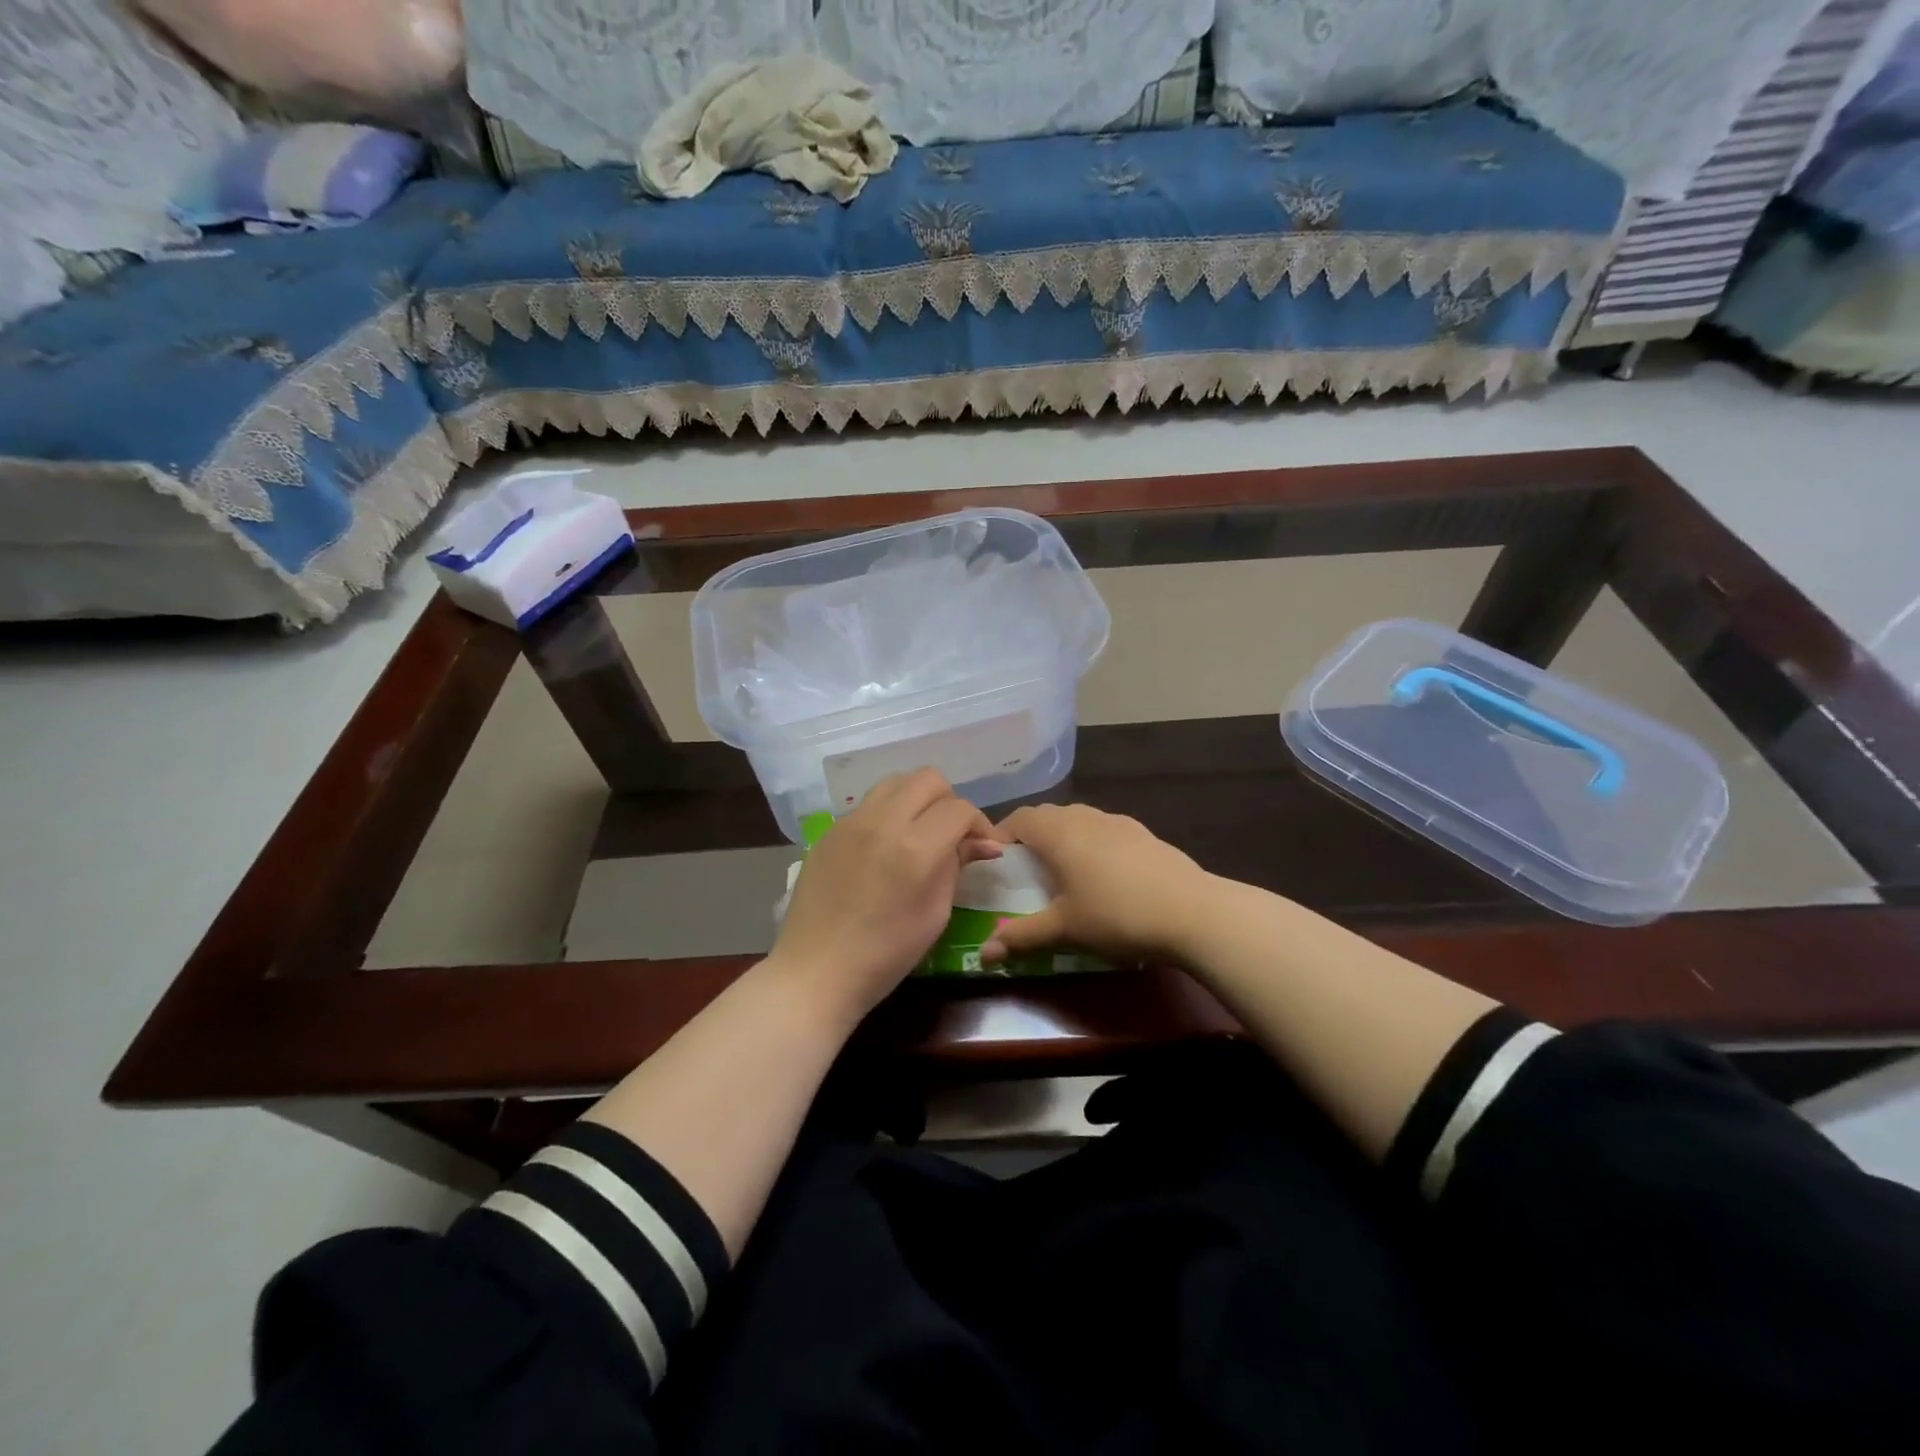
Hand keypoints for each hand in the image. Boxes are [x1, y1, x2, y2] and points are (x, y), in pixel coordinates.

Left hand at [769, 769, 1002, 1021]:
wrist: (816, 971)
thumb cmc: (885, 954)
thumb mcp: (935, 914)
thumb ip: (957, 866)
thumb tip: (985, 843)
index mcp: (915, 847)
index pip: (959, 809)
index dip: (979, 823)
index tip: (983, 846)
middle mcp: (882, 822)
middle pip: (928, 779)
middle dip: (949, 801)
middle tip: (952, 834)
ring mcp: (851, 822)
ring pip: (895, 782)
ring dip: (916, 798)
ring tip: (920, 831)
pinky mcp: (830, 830)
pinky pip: (868, 804)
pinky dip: (888, 813)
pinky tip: (886, 846)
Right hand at [980, 804, 1216, 966]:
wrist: (1194, 912)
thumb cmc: (1117, 915)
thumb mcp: (1065, 928)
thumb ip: (1022, 936)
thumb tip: (983, 954)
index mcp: (1059, 832)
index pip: (1019, 818)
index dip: (1001, 835)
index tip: (994, 862)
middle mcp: (1085, 817)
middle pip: (1048, 817)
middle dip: (1031, 839)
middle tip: (1024, 872)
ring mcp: (1118, 822)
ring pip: (1079, 821)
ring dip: (1063, 840)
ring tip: (1062, 875)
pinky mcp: (1144, 834)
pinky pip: (1104, 831)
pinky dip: (1092, 846)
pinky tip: (1104, 878)